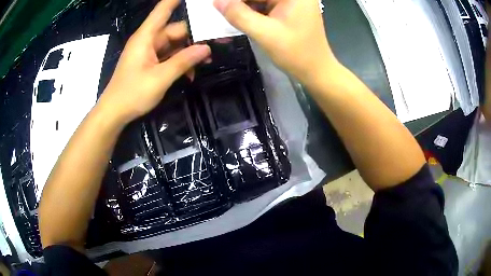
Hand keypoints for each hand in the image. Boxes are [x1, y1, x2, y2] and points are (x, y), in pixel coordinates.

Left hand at [100, 0, 210, 124]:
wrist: (114, 112)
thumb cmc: (132, 94)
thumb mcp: (160, 78)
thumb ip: (183, 61)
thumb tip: (206, 48)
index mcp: (146, 37)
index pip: (163, 10)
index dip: (176, 0)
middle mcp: (148, 40)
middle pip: (175, 29)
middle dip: (194, 36)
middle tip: (217, 43)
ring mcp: (149, 51)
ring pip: (174, 44)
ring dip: (188, 52)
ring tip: (206, 62)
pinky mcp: (149, 62)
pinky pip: (169, 56)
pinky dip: (179, 62)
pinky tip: (190, 74)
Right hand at [214, 0, 339, 84]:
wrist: (315, 71)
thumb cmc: (296, 53)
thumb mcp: (264, 33)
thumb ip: (239, 15)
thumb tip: (217, 1)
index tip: (220, 4)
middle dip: (241, 2)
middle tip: (222, 8)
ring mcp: (293, 1)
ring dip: (245, 6)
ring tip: (228, 13)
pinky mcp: (290, 9)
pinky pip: (266, 5)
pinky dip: (253, 11)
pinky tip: (241, 17)